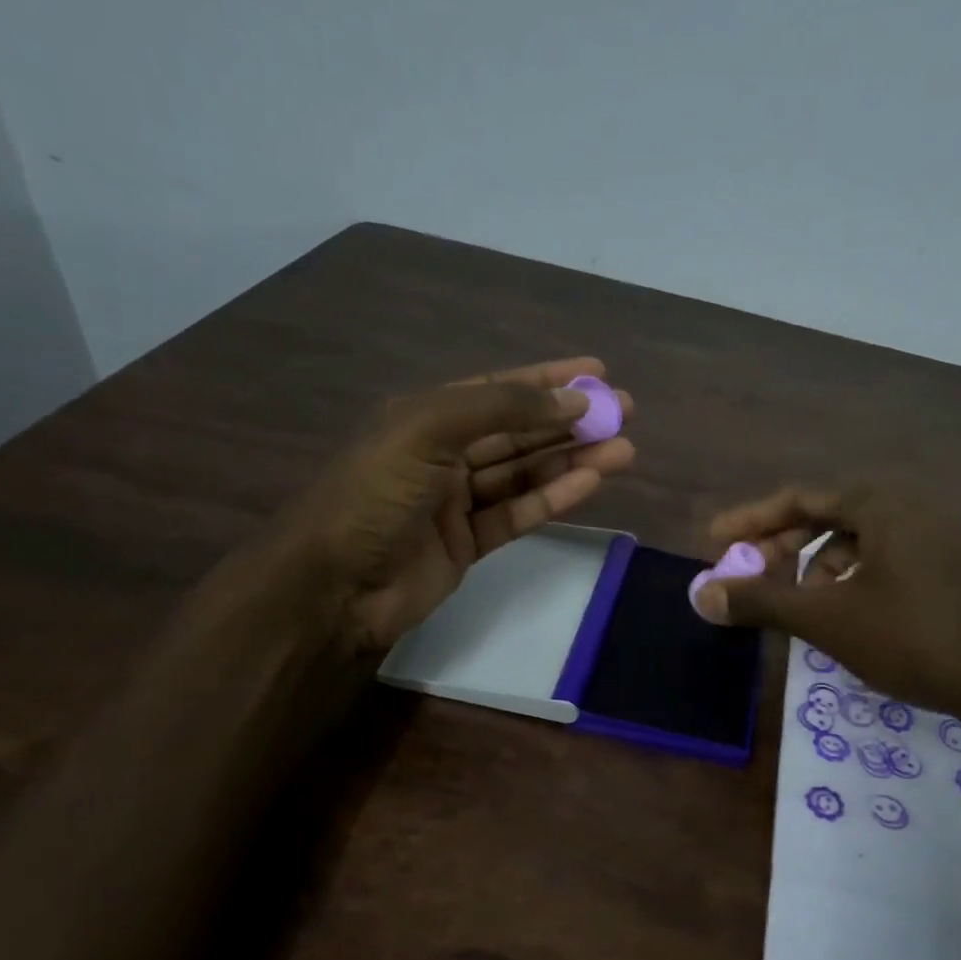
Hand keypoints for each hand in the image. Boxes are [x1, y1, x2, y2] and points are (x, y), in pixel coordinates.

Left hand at [270, 357, 634, 651]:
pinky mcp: (470, 543)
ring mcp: (458, 501)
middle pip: (520, 431)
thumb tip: (572, 402)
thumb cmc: (373, 495)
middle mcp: (444, 453)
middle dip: (572, 421)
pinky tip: (591, 483)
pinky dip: (555, 498)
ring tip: (625, 450)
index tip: (596, 373)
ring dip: (574, 460)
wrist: (334, 586)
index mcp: (426, 416)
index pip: (498, 390)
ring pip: (526, 473)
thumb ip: (501, 409)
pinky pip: (519, 513)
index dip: (548, 380)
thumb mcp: (429, 430)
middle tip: (626, 412)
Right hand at [696, 483, 960, 717]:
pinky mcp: (959, 561)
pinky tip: (851, 612)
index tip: (714, 541)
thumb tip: (700, 594)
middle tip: (753, 577)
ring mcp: (943, 530)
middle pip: (830, 515)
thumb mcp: (828, 620)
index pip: (800, 498)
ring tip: (804, 605)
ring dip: (821, 566)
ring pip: (862, 539)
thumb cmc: (914, 639)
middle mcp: (914, 501)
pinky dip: (857, 576)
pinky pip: (891, 555)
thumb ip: (761, 601)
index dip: (751, 521)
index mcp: (882, 499)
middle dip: (785, 547)